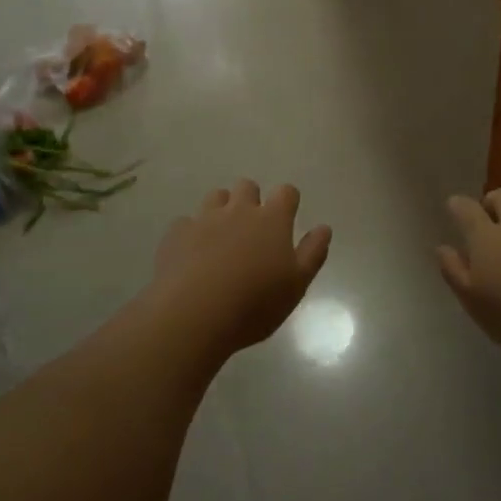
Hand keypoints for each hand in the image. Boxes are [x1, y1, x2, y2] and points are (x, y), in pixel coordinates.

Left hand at [146, 180, 331, 357]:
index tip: (287, 217)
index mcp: (272, 220)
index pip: (286, 192)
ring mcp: (204, 218)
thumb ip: (313, 253)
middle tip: (252, 229)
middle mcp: (238, 210)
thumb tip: (324, 228)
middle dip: (251, 199)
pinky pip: (186, 223)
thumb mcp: (296, 284)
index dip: (288, 201)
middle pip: (247, 186)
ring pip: (215, 197)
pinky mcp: (176, 233)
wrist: (194, 314)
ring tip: (221, 237)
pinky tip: (191, 255)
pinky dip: (191, 233)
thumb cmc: (254, 303)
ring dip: (221, 209)